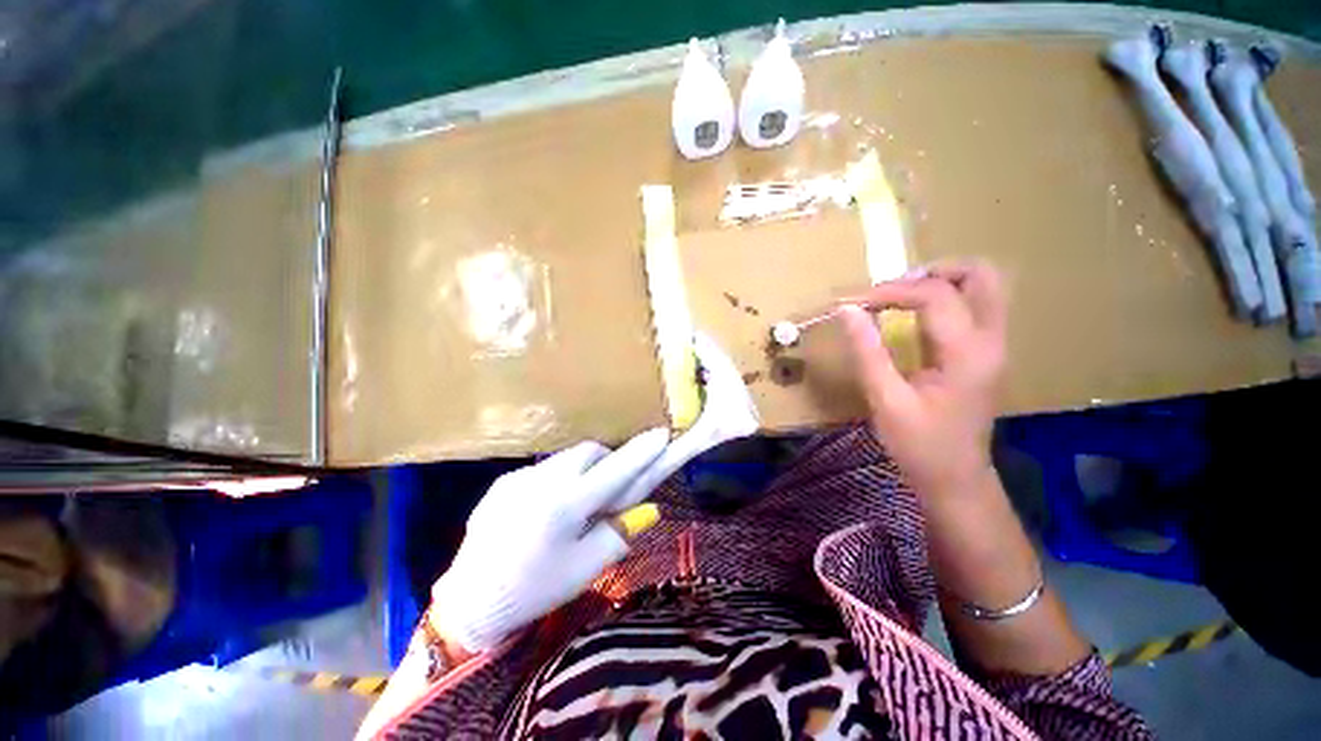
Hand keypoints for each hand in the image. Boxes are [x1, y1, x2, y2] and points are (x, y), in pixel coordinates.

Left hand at [430, 333, 758, 652]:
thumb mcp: (584, 569)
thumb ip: (618, 534)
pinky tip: (546, 509)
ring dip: (582, 469)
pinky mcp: (502, 482)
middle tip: (611, 487)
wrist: (467, 603)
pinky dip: (557, 479)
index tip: (662, 434)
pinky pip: (543, 469)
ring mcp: (518, 478)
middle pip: (589, 453)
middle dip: (608, 461)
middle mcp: (541, 482)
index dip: (641, 452)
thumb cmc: (534, 592)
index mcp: (565, 507)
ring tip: (576, 501)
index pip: (615, 470)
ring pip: (566, 458)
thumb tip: (647, 510)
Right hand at [838, 261, 1006, 496]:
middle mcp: (991, 341)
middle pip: (980, 275)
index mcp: (968, 354)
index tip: (851, 302)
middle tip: (889, 289)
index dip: (889, 291)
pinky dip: (941, 298)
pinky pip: (971, 306)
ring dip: (938, 281)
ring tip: (896, 297)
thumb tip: (846, 310)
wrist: (956, 478)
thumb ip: (867, 351)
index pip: (934, 295)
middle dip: (932, 271)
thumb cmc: (919, 445)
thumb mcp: (886, 400)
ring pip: (981, 287)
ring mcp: (993, 345)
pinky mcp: (984, 352)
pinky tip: (910, 314)